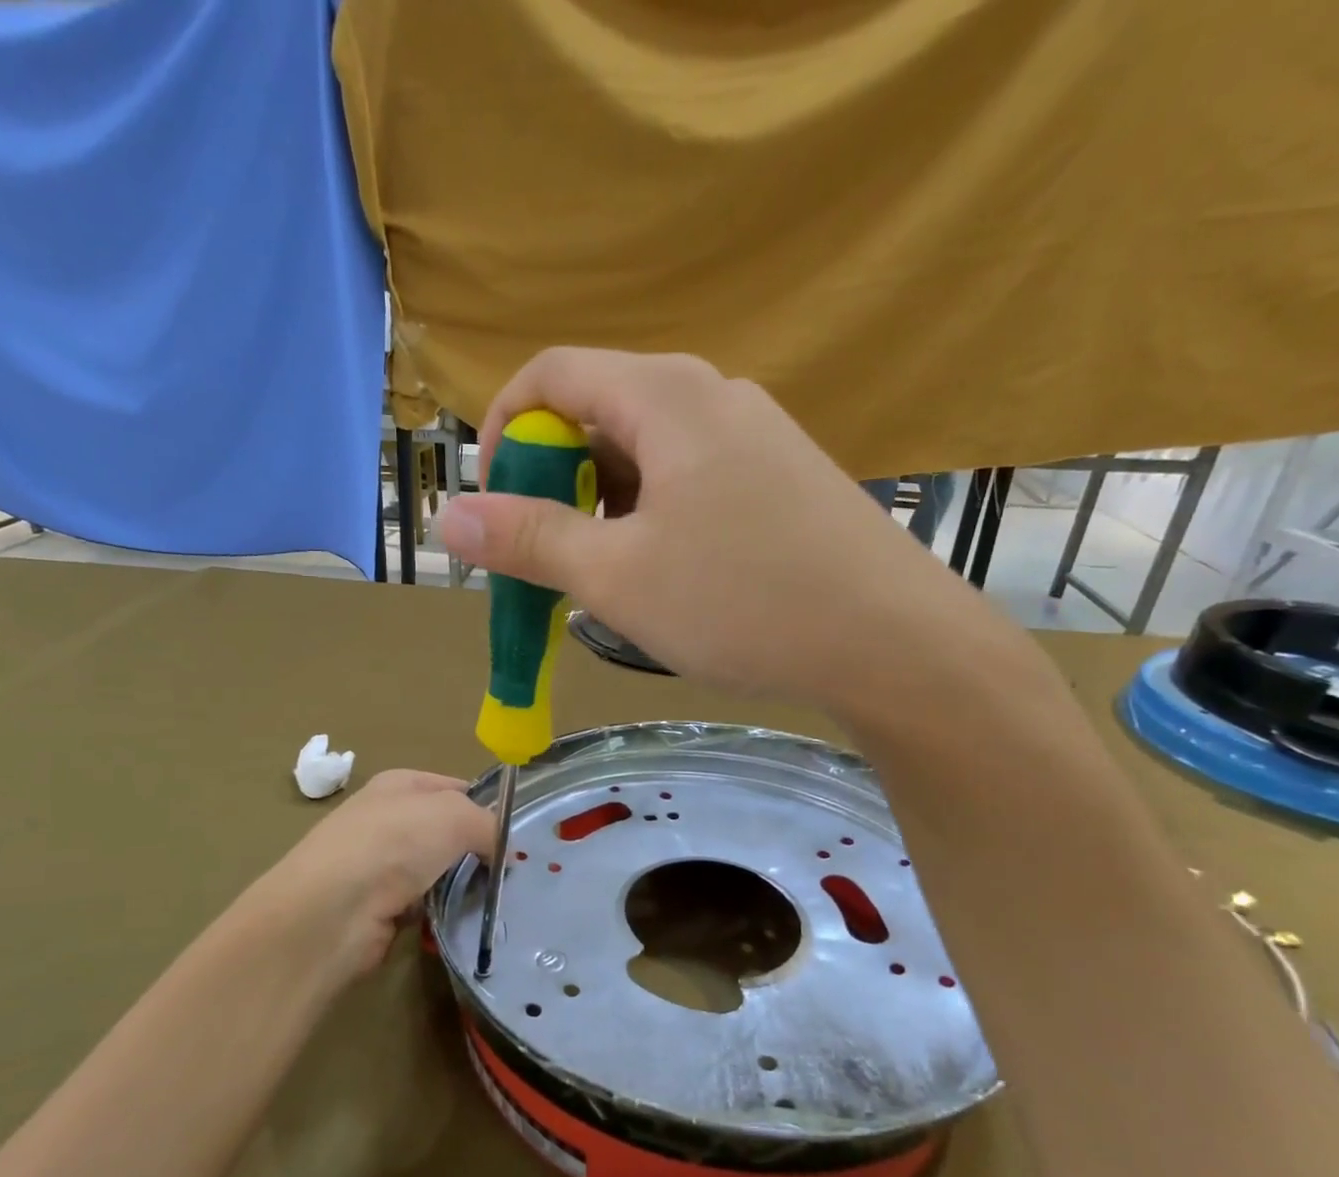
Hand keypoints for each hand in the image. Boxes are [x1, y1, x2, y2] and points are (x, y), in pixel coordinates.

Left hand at [223, 770, 494, 990]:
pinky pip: (427, 905)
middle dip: (478, 850)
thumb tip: (504, 850)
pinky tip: (460, 920)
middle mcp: (388, 820)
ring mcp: (381, 865)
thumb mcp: (454, 816)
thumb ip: (488, 824)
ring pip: (439, 870)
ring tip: (491, 898)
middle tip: (510, 871)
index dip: (486, 807)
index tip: (514, 835)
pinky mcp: (380, 907)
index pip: (455, 788)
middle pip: (448, 832)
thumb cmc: (393, 844)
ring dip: (463, 884)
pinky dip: (443, 912)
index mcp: (400, 785)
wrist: (332, 911)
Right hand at [438, 349, 1018, 717]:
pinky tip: (663, 576)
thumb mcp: (616, 576)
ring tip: (603, 577)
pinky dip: (650, 517)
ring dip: (602, 507)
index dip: (503, 433)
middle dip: (553, 480)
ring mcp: (754, 434)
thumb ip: (528, 539)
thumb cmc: (742, 601)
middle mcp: (711, 394)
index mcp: (664, 394)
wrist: (891, 642)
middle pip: (599, 411)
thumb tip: (447, 516)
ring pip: (645, 453)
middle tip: (544, 557)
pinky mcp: (780, 477)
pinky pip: (689, 479)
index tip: (492, 507)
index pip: (552, 373)